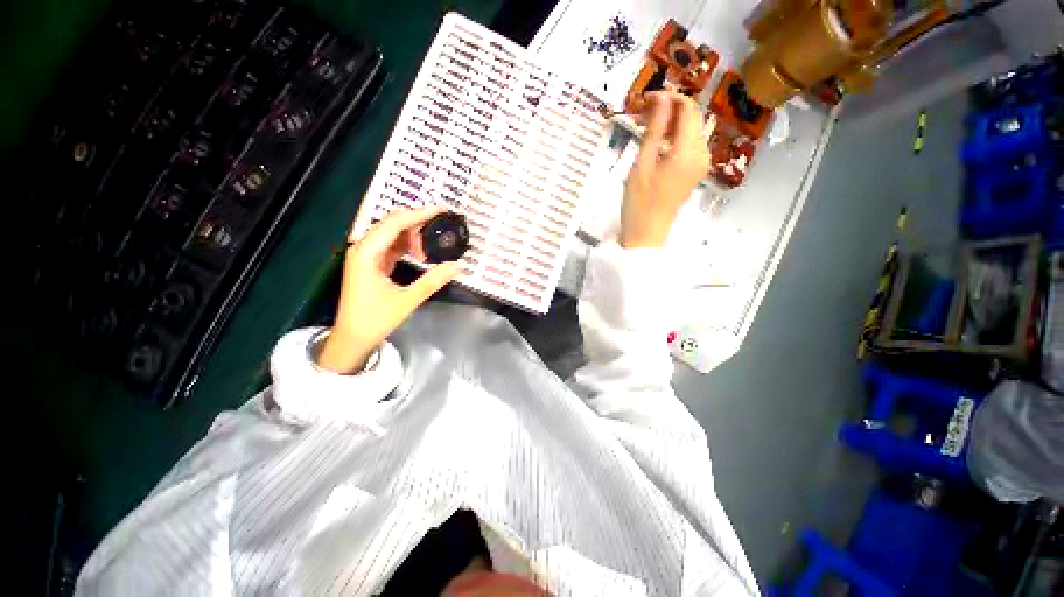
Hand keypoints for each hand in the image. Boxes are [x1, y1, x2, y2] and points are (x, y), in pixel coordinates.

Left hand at [317, 207, 461, 373]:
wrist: (352, 339)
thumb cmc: (375, 319)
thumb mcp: (407, 300)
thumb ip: (433, 280)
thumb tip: (458, 265)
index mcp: (366, 253)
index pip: (394, 223)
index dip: (419, 214)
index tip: (441, 210)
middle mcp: (363, 248)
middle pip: (391, 224)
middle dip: (418, 222)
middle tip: (442, 225)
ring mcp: (365, 256)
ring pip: (391, 235)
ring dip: (413, 235)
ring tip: (434, 242)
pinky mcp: (370, 264)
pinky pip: (391, 247)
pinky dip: (407, 246)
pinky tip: (421, 252)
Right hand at [621, 92, 709, 247]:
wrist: (647, 234)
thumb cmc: (639, 203)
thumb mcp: (642, 164)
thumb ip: (654, 129)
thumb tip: (661, 98)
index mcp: (689, 150)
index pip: (688, 108)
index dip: (669, 97)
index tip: (646, 98)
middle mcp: (702, 153)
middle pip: (692, 118)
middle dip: (670, 108)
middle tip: (643, 112)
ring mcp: (700, 163)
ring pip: (691, 130)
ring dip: (671, 122)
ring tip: (646, 125)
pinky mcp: (694, 171)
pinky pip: (688, 144)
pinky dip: (674, 137)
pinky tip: (656, 142)